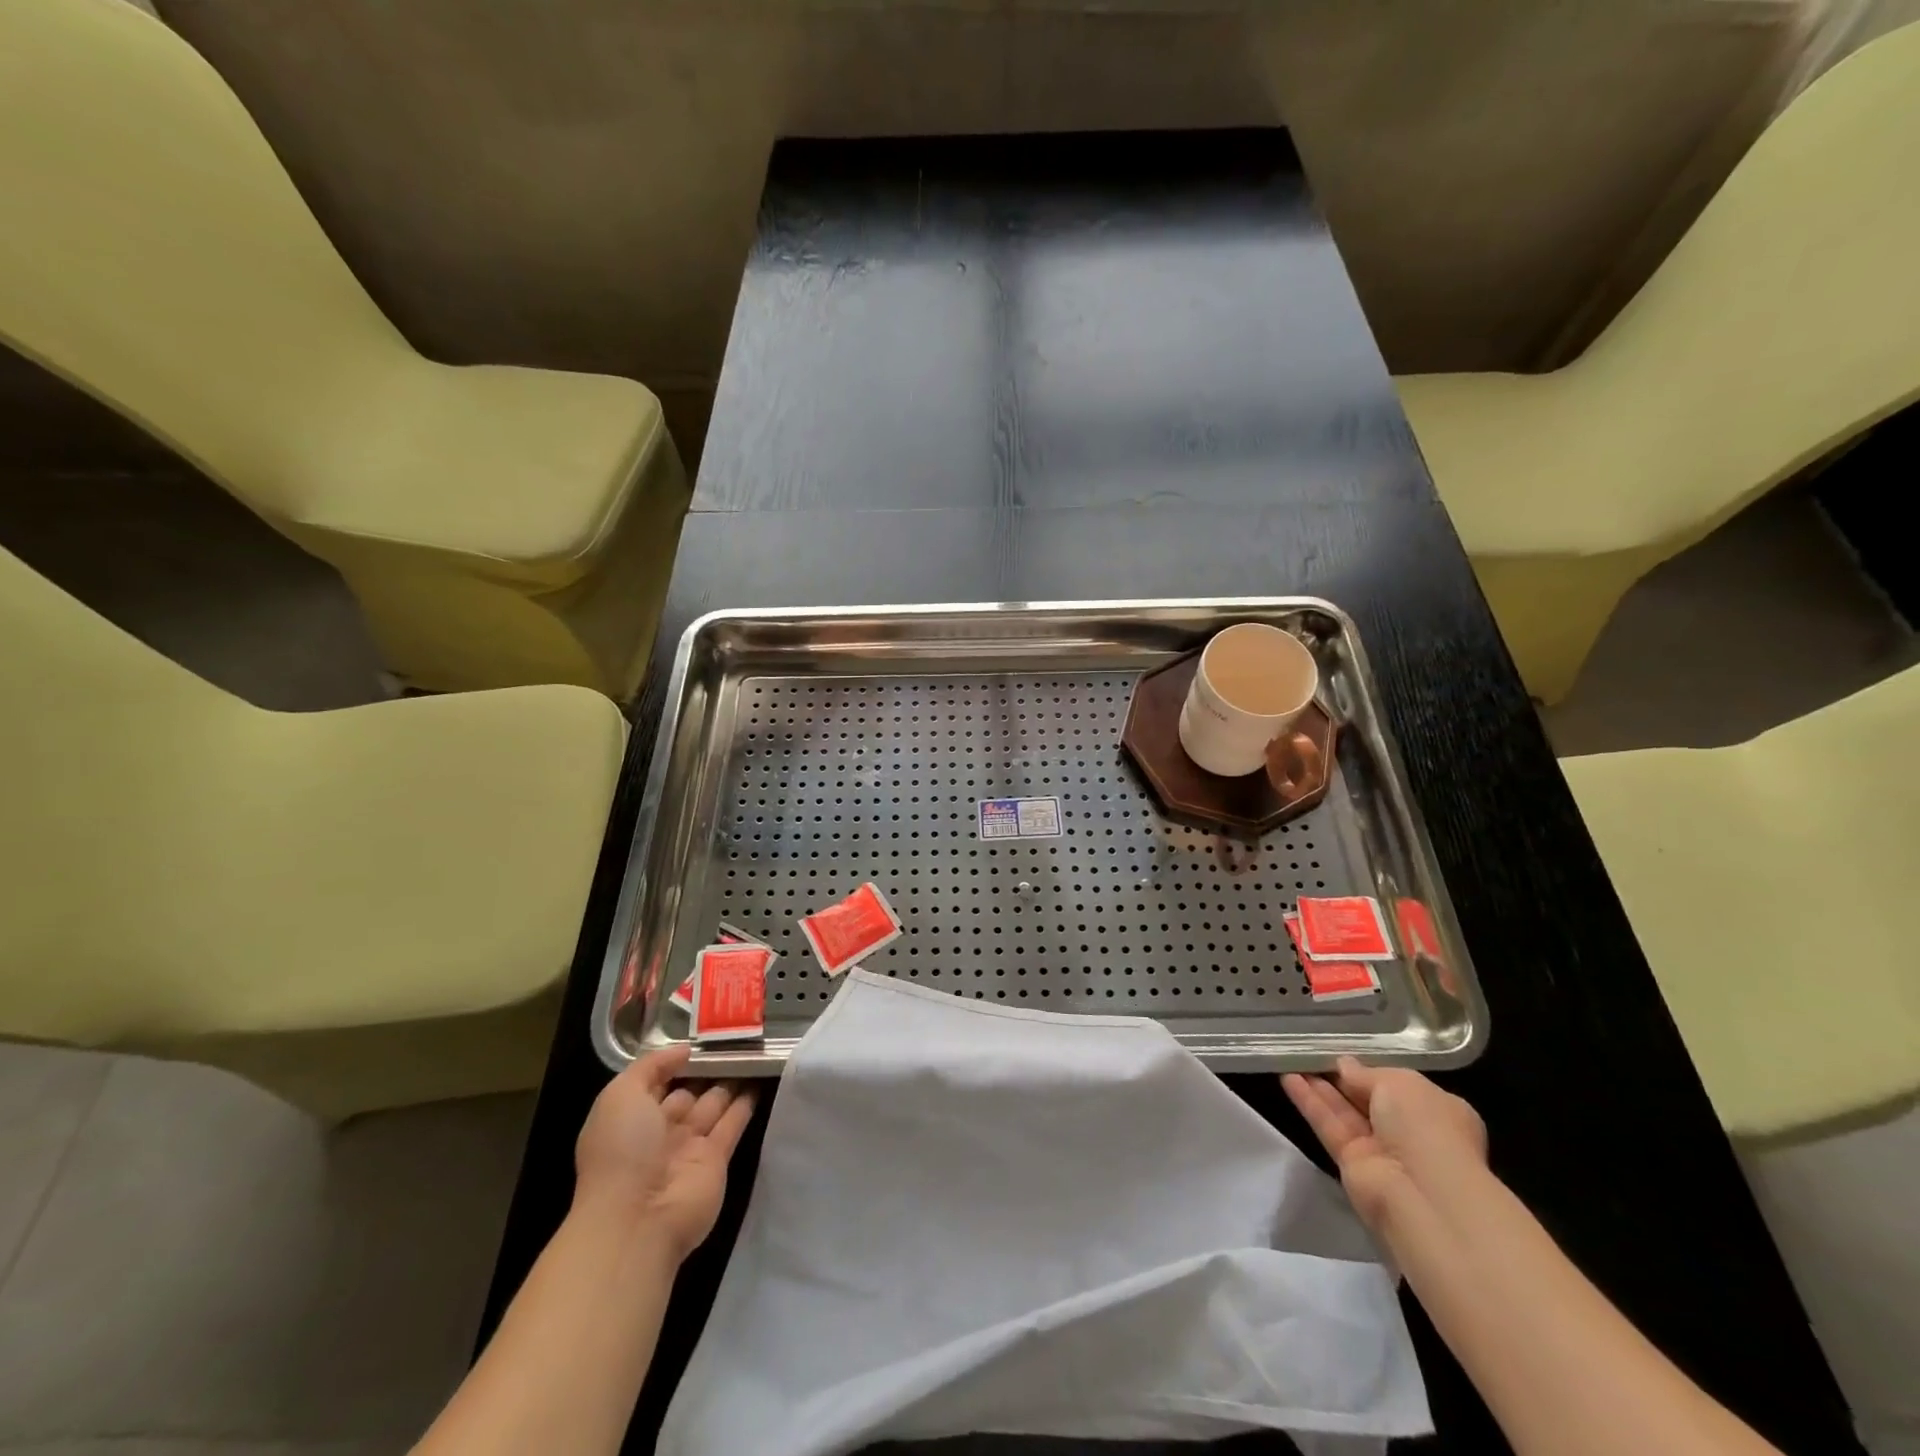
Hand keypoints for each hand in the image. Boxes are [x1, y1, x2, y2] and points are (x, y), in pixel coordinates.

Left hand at [574, 1045, 756, 1260]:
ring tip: (754, 1052)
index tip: (702, 1037)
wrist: (638, 1218)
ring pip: (714, 1105)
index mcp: (631, 1117)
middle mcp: (659, 1132)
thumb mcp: (620, 1096)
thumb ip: (651, 1066)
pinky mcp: (717, 1161)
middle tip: (736, 1040)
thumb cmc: (622, 1150)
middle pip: (689, 1092)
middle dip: (708, 1070)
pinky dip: (746, 1103)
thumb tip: (685, 1051)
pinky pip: (733, 1124)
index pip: (657, 1082)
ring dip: (731, 1081)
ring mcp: (689, 1147)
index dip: (676, 1061)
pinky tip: (762, 1078)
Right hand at [1283, 1057, 1486, 1232]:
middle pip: (1367, 1097)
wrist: (1423, 1194)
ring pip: (1343, 1111)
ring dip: (1318, 1086)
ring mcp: (1379, 1149)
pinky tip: (1287, 1078)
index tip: (1342, 1052)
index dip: (1369, 1068)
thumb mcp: (1400, 1082)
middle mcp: (1409, 1130)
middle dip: (1340, 1076)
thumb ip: (1366, 1072)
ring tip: (1289, 1058)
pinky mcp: (1351, 1163)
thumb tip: (1344, 1066)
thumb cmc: (1426, 1128)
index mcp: (1435, 1109)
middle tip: (1309, 1051)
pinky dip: (1309, 1102)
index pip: (1397, 1084)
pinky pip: (1328, 1126)